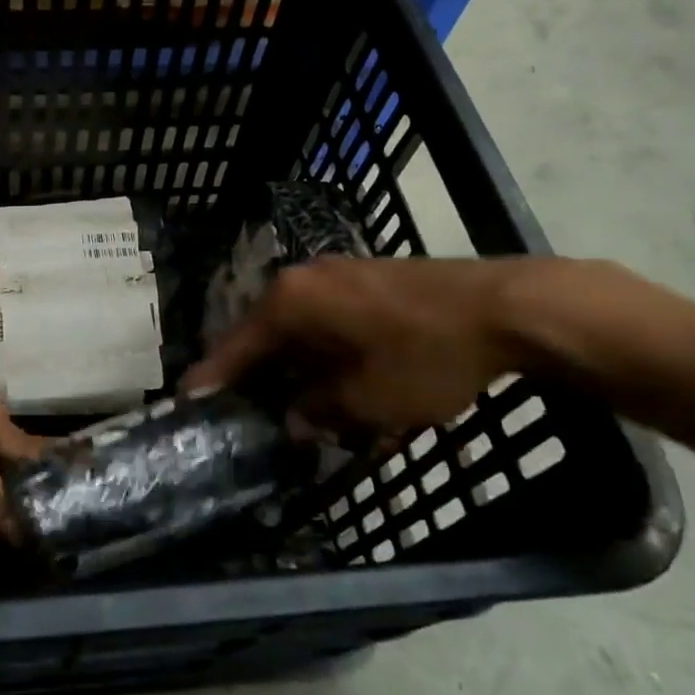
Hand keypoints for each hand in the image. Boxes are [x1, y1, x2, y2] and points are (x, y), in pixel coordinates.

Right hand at [186, 257, 530, 432]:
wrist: (508, 306)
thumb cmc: (426, 354)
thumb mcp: (369, 400)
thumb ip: (320, 411)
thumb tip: (294, 419)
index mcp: (290, 302)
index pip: (236, 346)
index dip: (213, 378)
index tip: (187, 401)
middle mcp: (303, 280)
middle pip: (265, 334)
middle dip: (256, 374)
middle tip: (242, 410)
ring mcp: (338, 275)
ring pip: (298, 327)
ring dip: (293, 365)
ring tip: (290, 403)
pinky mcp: (367, 279)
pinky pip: (327, 319)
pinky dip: (322, 350)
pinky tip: (334, 377)